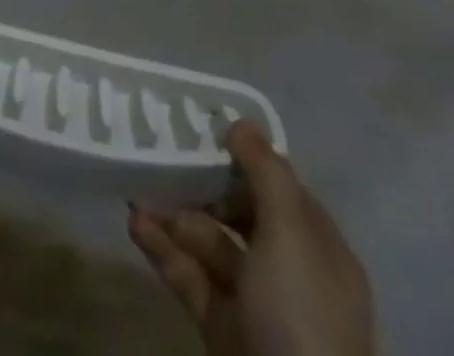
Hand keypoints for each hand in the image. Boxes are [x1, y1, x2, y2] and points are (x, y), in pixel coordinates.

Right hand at [128, 122, 373, 355]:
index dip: (244, 157)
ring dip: (173, 217)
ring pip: (210, 244)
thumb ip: (265, 172)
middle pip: (240, 213)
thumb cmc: (301, 312)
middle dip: (199, 185)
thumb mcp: (290, 234)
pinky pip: (192, 279)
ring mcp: (256, 304)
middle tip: (160, 156)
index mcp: (318, 247)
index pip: (279, 187)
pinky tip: (136, 227)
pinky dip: (164, 253)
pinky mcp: (224, 331)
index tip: (203, 129)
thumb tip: (241, 122)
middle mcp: (290, 272)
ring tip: (135, 193)